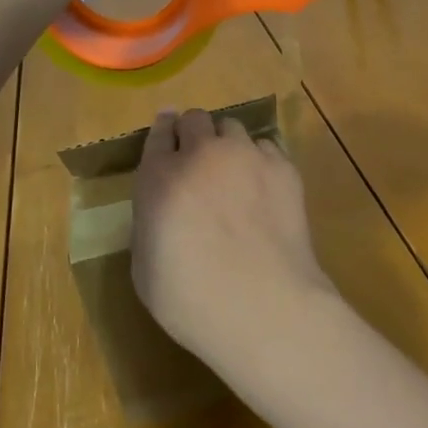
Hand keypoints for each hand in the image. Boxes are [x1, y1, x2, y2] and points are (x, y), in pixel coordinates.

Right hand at [131, 109, 334, 374]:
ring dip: (226, 144)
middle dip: (192, 135)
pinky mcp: (283, 168)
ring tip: (233, 174)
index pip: (157, 134)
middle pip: (195, 119)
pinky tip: (262, 189)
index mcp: (159, 177)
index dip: (162, 134)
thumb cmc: (192, 300)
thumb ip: (149, 224)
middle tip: (197, 162)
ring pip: (232, 127)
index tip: (167, 138)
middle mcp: (202, 154)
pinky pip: (266, 146)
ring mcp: (246, 156)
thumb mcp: (144, 268)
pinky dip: (259, 160)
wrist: (264, 307)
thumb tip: (161, 211)